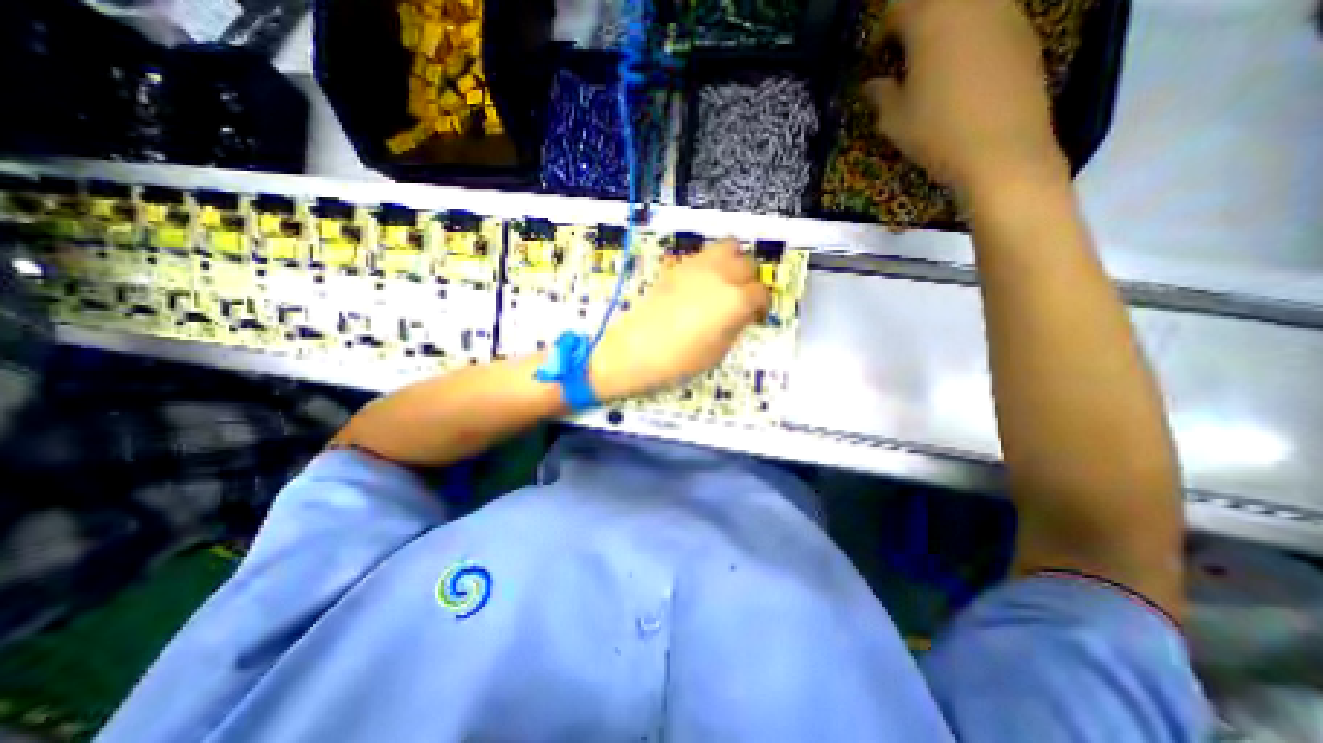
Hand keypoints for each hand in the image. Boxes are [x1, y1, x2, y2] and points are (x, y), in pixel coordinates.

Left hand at [591, 238, 771, 401]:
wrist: (636, 351)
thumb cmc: (681, 360)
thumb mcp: (719, 351)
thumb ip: (736, 325)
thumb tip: (743, 313)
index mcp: (735, 300)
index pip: (761, 293)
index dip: (762, 306)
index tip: (756, 318)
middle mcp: (721, 275)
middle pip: (748, 265)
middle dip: (750, 282)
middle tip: (742, 301)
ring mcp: (697, 266)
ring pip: (728, 247)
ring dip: (734, 262)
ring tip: (725, 282)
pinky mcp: (676, 266)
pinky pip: (704, 254)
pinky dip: (711, 263)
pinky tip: (702, 284)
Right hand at [866, 0, 1066, 200]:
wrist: (1002, 148)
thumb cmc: (937, 131)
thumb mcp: (894, 120)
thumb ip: (880, 95)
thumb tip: (873, 85)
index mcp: (931, 17)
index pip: (899, 8)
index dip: (883, 31)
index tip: (876, 56)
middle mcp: (972, 1)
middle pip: (937, 2)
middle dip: (917, 24)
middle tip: (903, 57)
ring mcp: (1006, 12)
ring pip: (967, 9)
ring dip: (946, 29)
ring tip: (932, 67)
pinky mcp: (1026, 33)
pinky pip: (990, 23)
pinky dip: (971, 39)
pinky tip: (962, 76)